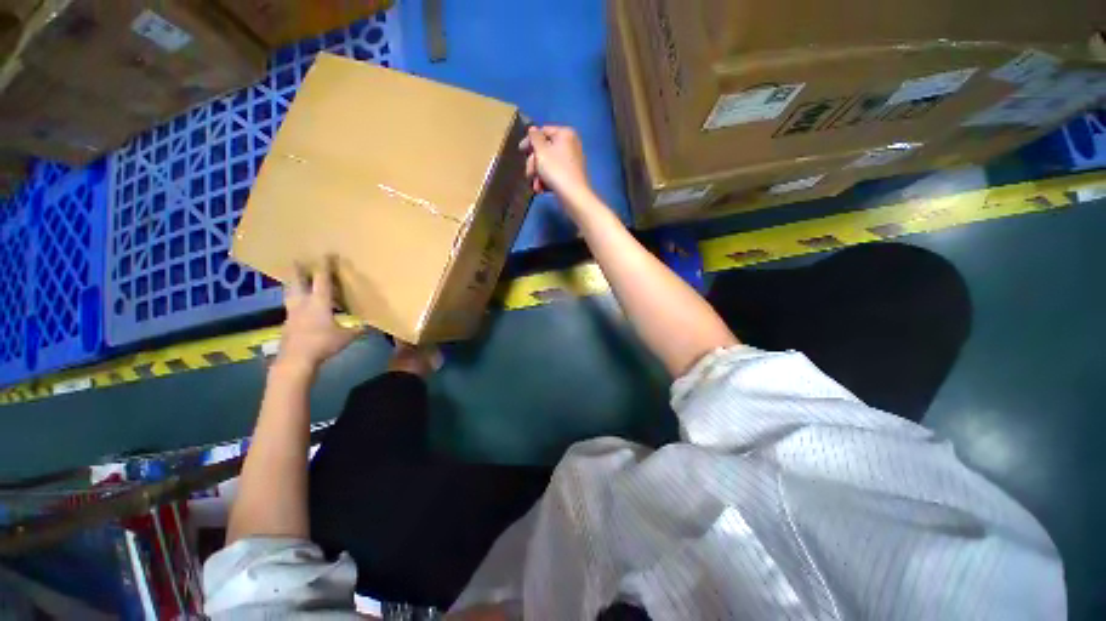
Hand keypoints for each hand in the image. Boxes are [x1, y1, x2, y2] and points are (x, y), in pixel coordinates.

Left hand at [276, 259, 362, 370]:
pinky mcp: (287, 324)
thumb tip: (370, 326)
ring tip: (294, 279)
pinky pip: (291, 307)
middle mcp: (303, 303)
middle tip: (297, 259)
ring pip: (290, 293)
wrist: (296, 359)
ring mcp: (292, 313)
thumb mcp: (346, 337)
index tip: (327, 254)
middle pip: (297, 281)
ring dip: (292, 284)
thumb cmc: (323, 343)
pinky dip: (294, 301)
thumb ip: (357, 329)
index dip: (325, 266)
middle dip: (298, 270)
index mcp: (319, 302)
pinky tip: (299, 306)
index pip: (322, 280)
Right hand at [519, 126, 592, 201]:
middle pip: (544, 150)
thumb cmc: (556, 170)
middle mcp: (570, 144)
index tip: (520, 151)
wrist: (573, 195)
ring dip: (538, 175)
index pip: (543, 131)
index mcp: (565, 134)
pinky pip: (554, 174)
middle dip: (533, 164)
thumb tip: (532, 129)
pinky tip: (541, 190)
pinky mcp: (570, 176)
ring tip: (536, 186)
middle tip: (529, 174)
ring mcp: (571, 161)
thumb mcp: (541, 151)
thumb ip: (534, 138)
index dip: (530, 141)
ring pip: (547, 164)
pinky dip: (546, 181)